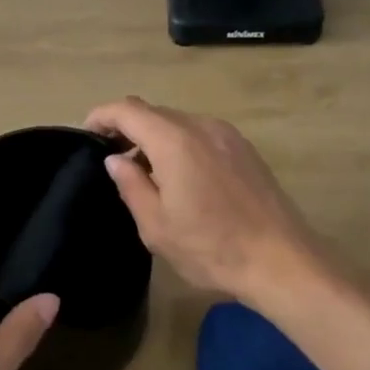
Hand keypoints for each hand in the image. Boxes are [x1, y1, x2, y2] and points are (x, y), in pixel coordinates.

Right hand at [84, 97, 324, 307]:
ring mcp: (228, 135)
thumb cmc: (212, 248)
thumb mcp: (157, 226)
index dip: (102, 116)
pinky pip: (202, 135)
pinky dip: (181, 145)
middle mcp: (202, 126)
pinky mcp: (245, 149)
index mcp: (174, 140)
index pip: (128, 109)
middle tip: (112, 160)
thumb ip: (131, 185)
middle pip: (154, 113)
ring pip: (179, 123)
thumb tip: (116, 159)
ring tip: (146, 174)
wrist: (282, 260)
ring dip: (156, 138)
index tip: (87, 134)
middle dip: (128, 128)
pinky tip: (181, 179)